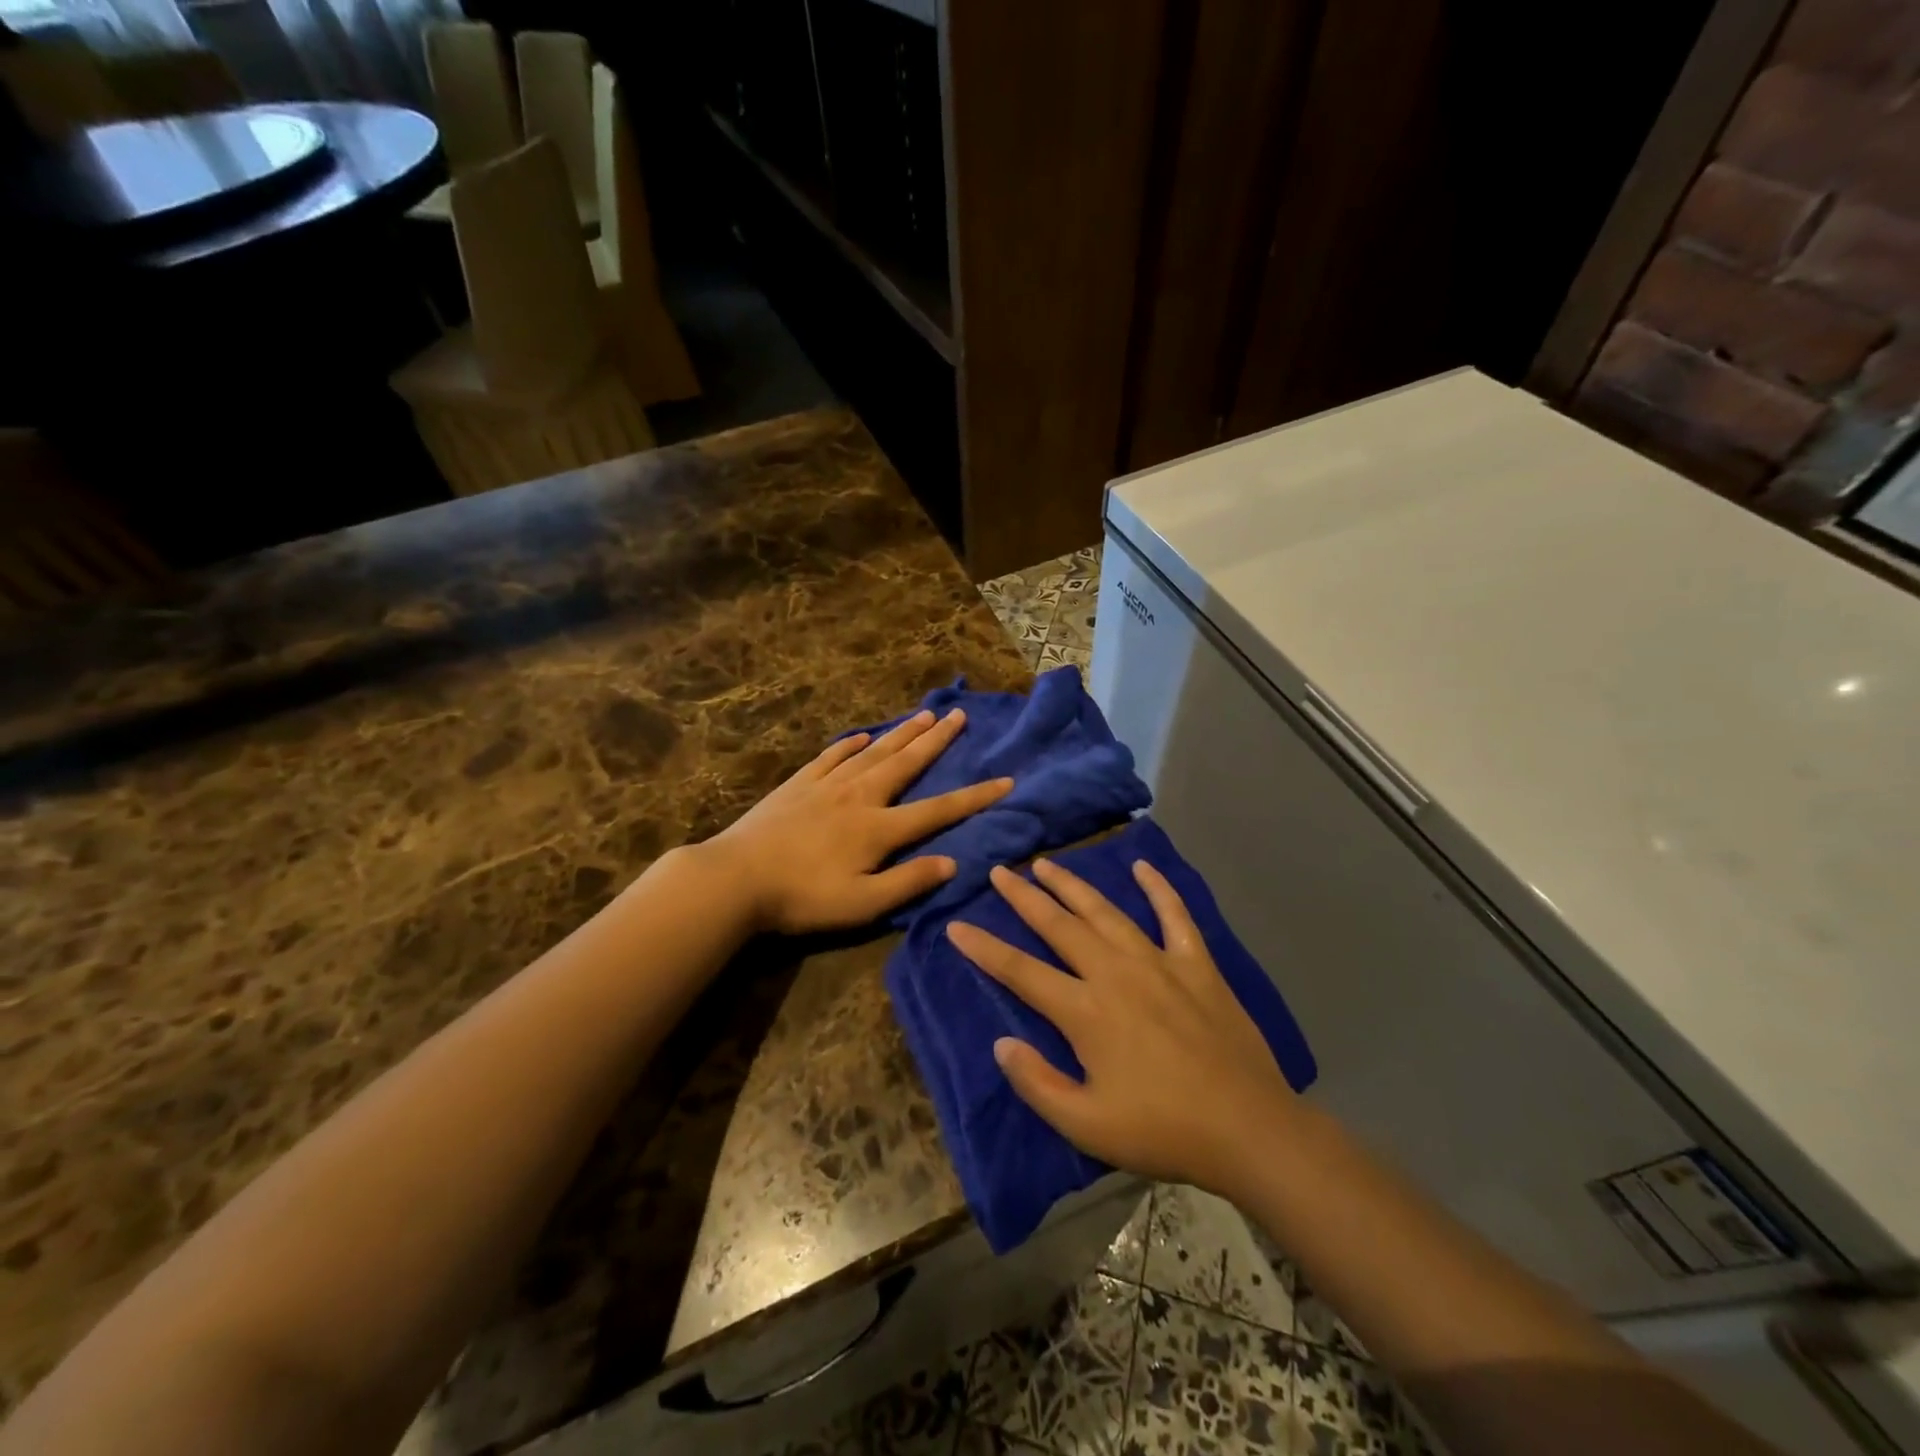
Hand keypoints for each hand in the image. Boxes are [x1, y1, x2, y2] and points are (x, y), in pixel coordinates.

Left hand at [704, 708, 1012, 934]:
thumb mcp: (863, 904)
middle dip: (937, 740)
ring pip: (874, 752)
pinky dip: (851, 744)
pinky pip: (832, 756)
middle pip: (906, 763)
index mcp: (879, 827)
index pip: (938, 809)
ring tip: (924, 714)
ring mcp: (827, 785)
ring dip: (902, 733)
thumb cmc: (803, 897)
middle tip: (959, 715)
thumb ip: (909, 882)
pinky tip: (863, 736)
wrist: (736, 877)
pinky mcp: (799, 784)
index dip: (975, 796)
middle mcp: (860, 796)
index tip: (1006, 780)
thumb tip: (953, 862)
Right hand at [947, 857, 1298, 1196]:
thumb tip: (1001, 1043)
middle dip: (1024, 897)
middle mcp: (1115, 973)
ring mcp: (1158, 962)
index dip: (983, 948)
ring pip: (1106, 912)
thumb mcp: (1088, 1126)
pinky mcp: (1196, 964)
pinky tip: (1142, 867)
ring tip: (1047, 864)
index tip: (956, 926)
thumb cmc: (1163, 1131)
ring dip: (1073, 885)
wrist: (1249, 1129)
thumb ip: (1038, 1084)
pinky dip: (1158, 889)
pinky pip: (1174, 916)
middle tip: (1001, 872)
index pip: (1020, 971)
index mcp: (1085, 1012)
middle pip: (1059, 926)